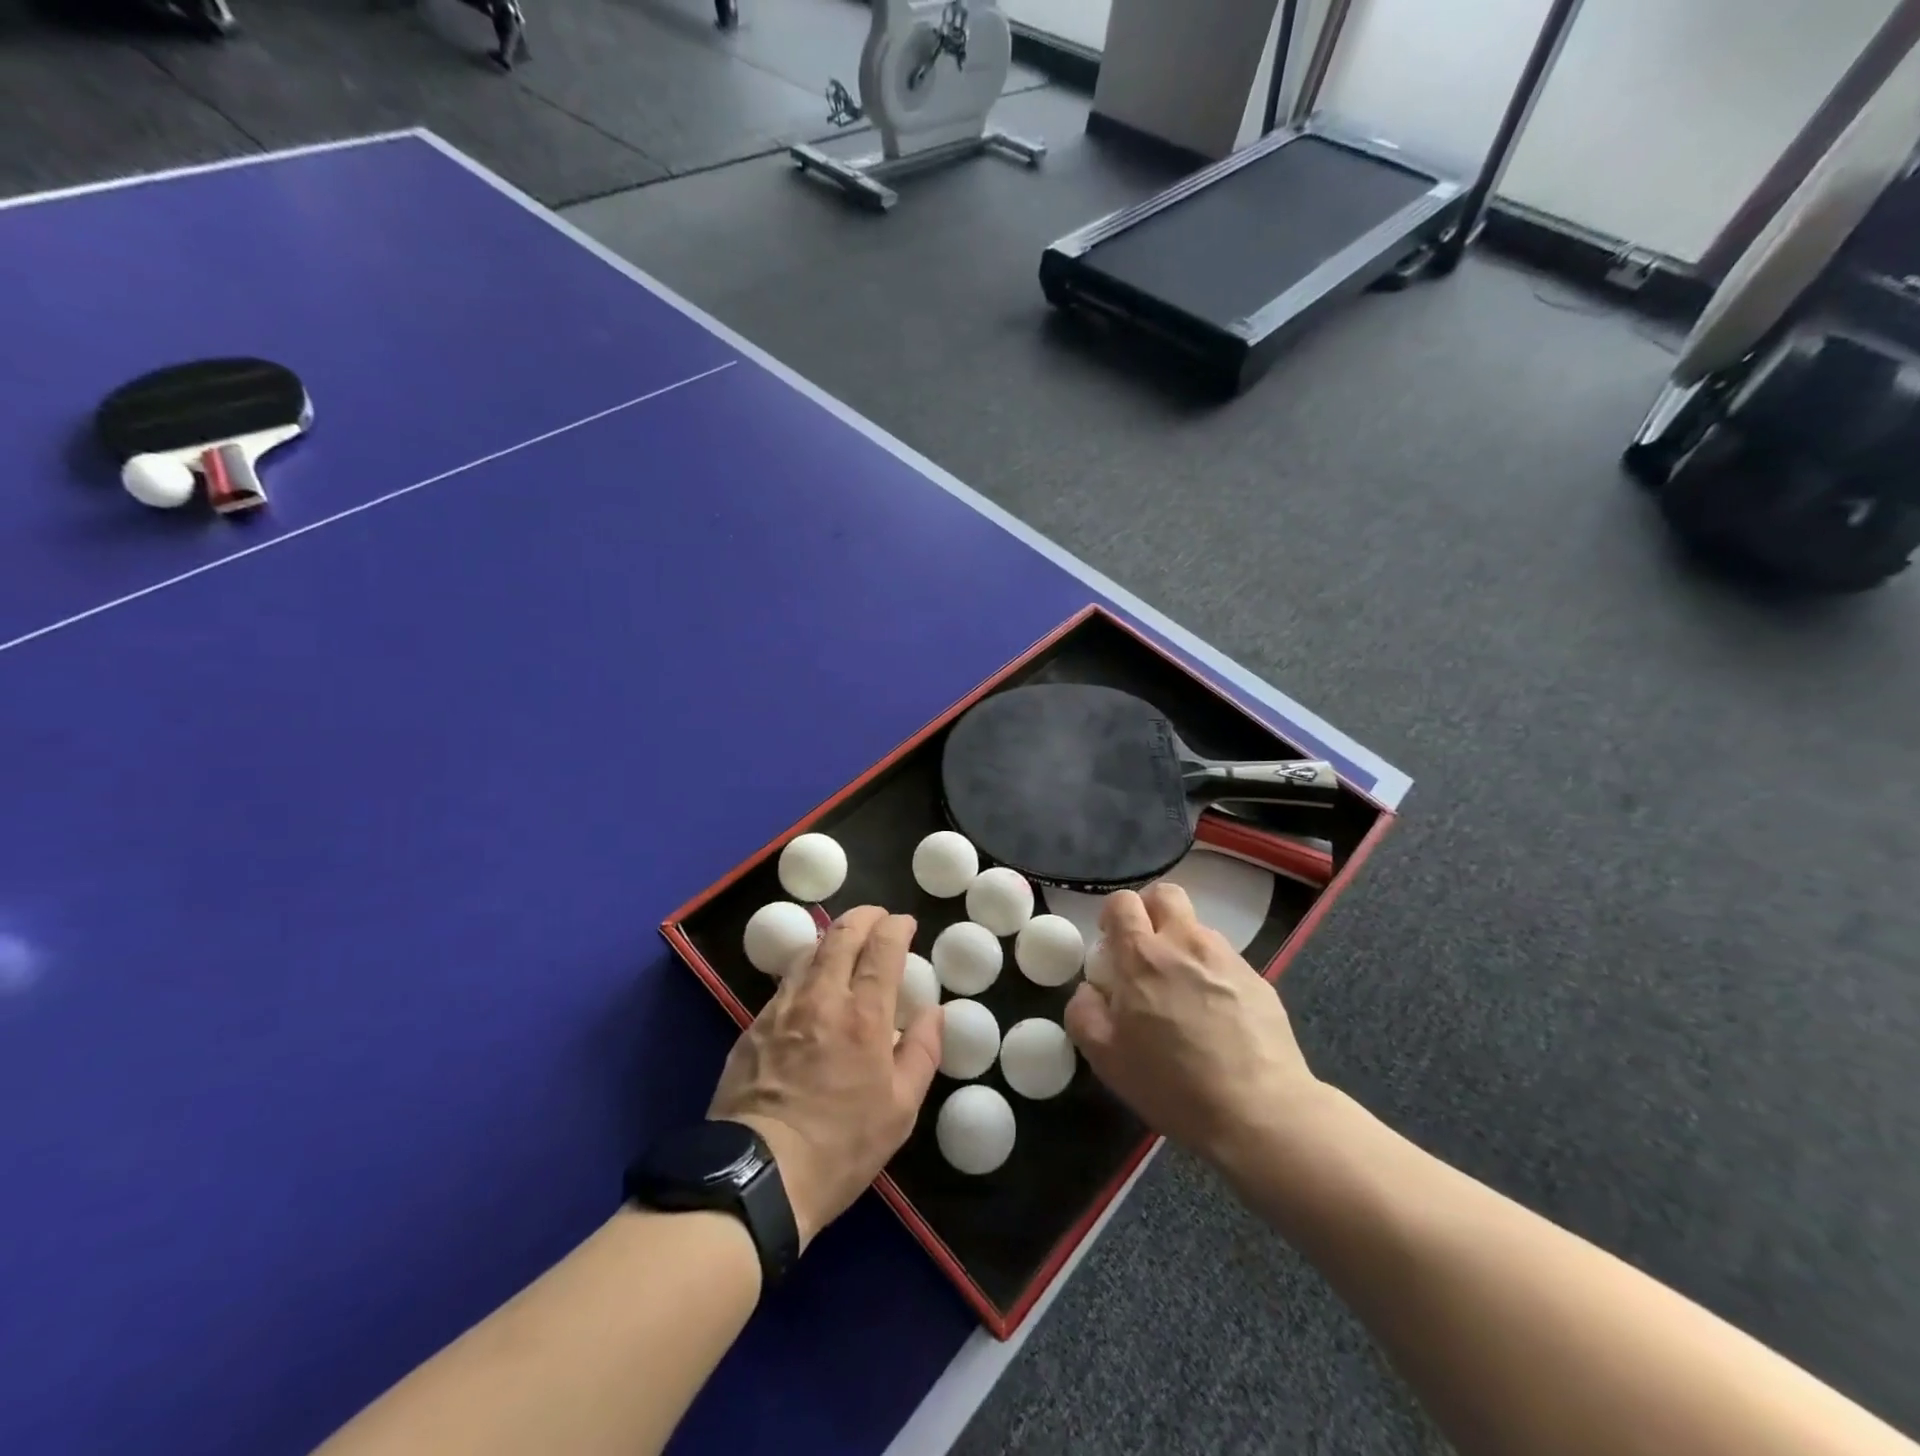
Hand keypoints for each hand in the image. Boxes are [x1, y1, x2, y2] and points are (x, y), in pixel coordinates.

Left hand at [709, 906, 941, 1248]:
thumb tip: (933, 1010)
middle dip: (864, 917)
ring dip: (833, 938)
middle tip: (878, 918)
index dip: (896, 926)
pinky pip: (785, 981)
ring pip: (809, 951)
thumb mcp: (900, 1109)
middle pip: (842, 934)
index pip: (883, 947)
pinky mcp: (753, 1026)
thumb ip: (923, 1051)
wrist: (758, 1175)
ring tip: (845, 945)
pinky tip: (811, 985)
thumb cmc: (841, 1146)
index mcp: (864, 1015)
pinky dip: (806, 968)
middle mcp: (822, 997)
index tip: (905, 924)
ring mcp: (782, 1008)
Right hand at [1065, 883, 1322, 1168]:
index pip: (1123, 902)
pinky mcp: (1258, 978)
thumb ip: (1084, 1012)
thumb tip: (1090, 989)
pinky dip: (1211, 972)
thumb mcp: (1106, 1058)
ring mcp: (1226, 957)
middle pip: (1165, 894)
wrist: (1260, 1112)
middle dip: (1149, 911)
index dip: (1113, 915)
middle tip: (1144, 949)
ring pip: (1197, 927)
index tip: (1112, 944)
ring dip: (1182, 944)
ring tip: (1182, 991)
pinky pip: (1224, 959)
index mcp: (1142, 956)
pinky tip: (1215, 1014)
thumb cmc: (1173, 1085)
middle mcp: (1185, 943)